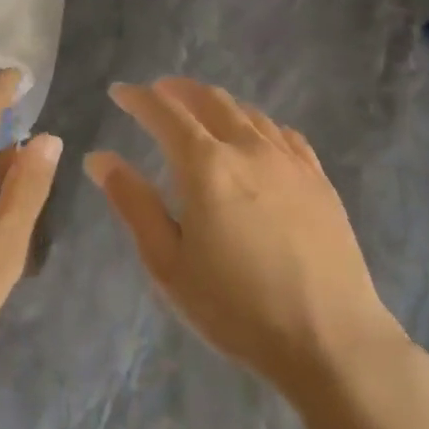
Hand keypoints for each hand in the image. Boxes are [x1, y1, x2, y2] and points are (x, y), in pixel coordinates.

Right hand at [85, 78, 405, 403]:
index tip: (119, 92)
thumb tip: (99, 158)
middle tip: (157, 93)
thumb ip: (133, 203)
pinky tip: (254, 136)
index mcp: (206, 166)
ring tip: (199, 110)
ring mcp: (290, 161)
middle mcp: (249, 149)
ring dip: (217, 103)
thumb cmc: (235, 306)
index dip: (138, 98)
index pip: (165, 113)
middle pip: (210, 101)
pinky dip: (256, 123)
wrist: (329, 337)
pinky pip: (283, 134)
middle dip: (178, 91)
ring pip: (249, 113)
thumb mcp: (167, 262)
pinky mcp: (319, 180)